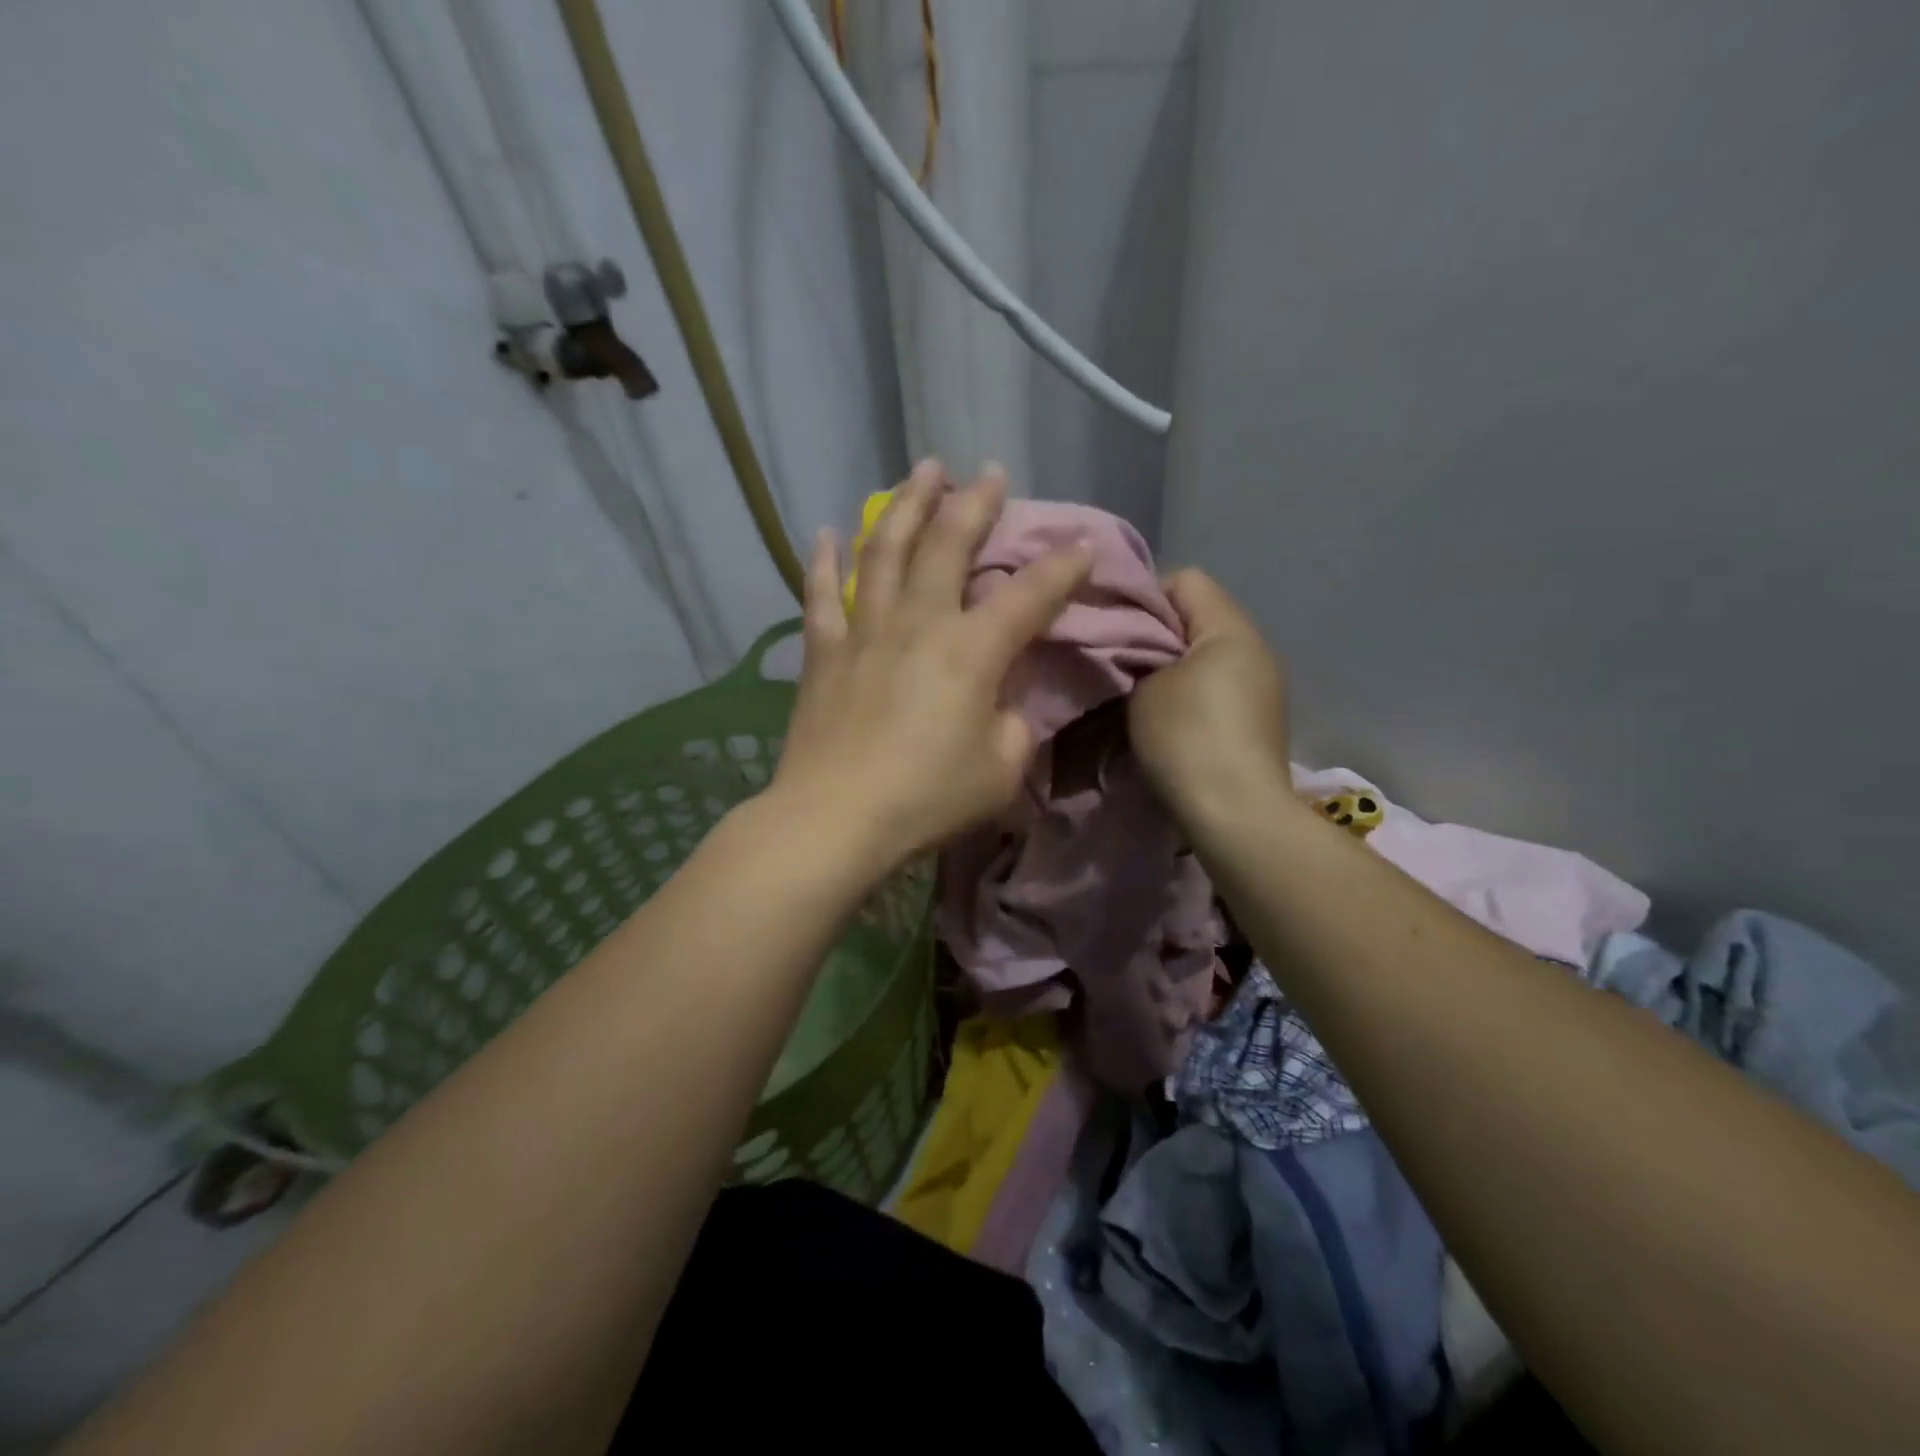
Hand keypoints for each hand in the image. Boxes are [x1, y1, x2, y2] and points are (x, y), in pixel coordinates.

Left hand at [770, 460, 1092, 869]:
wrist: (836, 819)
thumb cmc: (927, 798)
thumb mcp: (1000, 772)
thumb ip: (1014, 728)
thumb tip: (1002, 706)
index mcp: (972, 650)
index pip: (1029, 595)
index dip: (1062, 567)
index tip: (1083, 544)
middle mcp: (919, 622)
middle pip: (948, 545)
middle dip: (975, 504)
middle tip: (990, 473)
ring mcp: (865, 630)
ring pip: (885, 550)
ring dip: (907, 505)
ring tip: (922, 472)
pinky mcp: (824, 652)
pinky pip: (821, 594)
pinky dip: (824, 560)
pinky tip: (828, 531)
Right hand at [1130, 569, 1295, 823]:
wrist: (1237, 815)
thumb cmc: (1186, 739)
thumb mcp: (1144, 688)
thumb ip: (1137, 653)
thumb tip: (1135, 645)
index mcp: (1230, 629)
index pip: (1185, 579)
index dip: (1144, 597)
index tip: (1115, 630)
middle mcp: (1256, 648)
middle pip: (1198, 617)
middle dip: (1157, 635)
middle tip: (1120, 663)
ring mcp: (1264, 686)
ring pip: (1207, 655)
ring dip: (1173, 668)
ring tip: (1142, 695)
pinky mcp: (1261, 719)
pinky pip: (1219, 686)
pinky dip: (1192, 694)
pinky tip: (1171, 721)